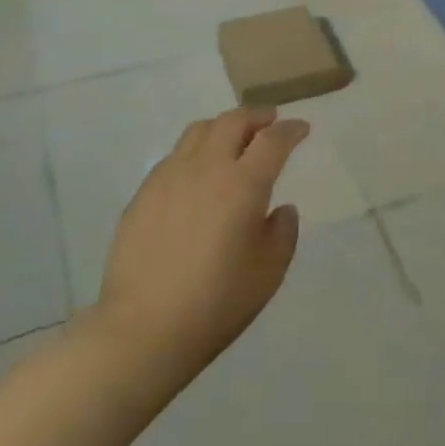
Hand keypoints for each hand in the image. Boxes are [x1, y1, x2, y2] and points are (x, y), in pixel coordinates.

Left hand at [97, 107, 307, 380]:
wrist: (143, 329)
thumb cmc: (217, 302)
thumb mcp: (269, 272)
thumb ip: (283, 232)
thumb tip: (280, 209)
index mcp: (244, 184)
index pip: (273, 140)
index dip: (291, 129)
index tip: (301, 128)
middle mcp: (207, 167)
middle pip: (233, 121)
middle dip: (257, 116)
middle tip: (270, 121)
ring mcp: (170, 176)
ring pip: (199, 130)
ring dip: (223, 126)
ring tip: (232, 138)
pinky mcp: (143, 192)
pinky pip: (175, 155)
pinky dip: (195, 151)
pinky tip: (197, 173)